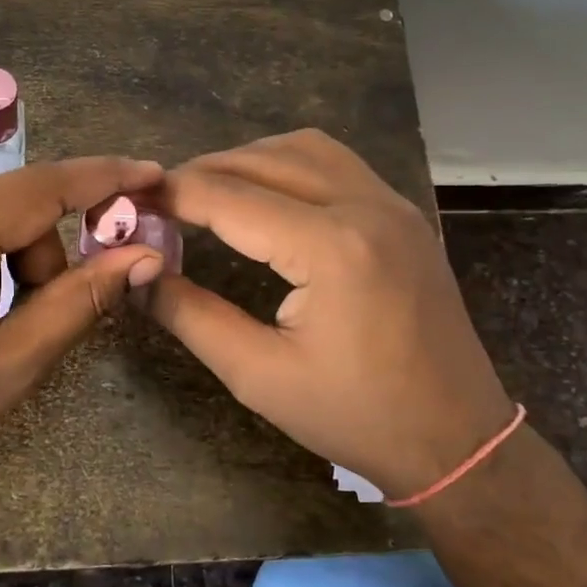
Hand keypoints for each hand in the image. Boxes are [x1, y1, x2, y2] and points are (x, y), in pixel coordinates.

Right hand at [143, 130, 514, 496]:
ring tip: (206, 193)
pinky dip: (288, 164)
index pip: (229, 197)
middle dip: (202, 173)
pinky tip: (264, 195)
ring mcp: (392, 204)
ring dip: (247, 160)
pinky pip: (336, 162)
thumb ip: (190, 315)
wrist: (457, 438)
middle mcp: (365, 206)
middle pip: (262, 159)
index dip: (171, 195)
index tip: (129, 202)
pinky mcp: (403, 214)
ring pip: (303, 148)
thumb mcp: (258, 376)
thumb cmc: (354, 416)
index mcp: (330, 247)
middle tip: (159, 202)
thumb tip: (138, 273)